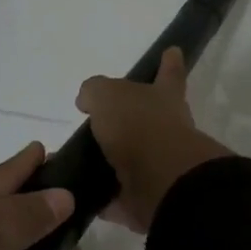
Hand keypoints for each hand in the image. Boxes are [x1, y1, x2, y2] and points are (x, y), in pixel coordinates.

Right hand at [76, 48, 231, 232]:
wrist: (161, 182)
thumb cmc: (139, 126)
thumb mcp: (108, 95)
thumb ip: (95, 92)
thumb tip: (88, 101)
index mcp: (163, 98)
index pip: (168, 73)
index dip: (169, 63)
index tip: (173, 51)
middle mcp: (167, 130)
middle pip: (148, 120)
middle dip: (132, 120)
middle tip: (103, 123)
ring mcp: (159, 167)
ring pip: (131, 161)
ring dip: (111, 162)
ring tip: (78, 162)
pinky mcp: (146, 198)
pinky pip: (119, 196)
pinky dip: (102, 197)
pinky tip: (77, 194)